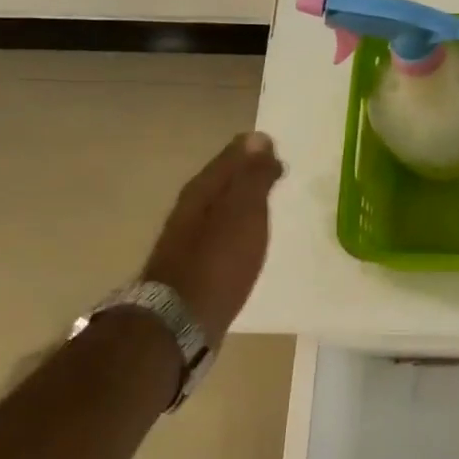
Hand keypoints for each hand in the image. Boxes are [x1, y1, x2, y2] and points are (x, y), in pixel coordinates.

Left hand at [142, 132, 284, 341]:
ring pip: (221, 207)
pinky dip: (237, 227)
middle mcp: (191, 209)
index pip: (231, 157)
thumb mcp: (244, 212)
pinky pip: (221, 233)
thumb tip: (259, 139)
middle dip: (247, 174)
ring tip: (266, 203)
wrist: (180, 319)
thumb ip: (253, 176)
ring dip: (242, 202)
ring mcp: (188, 238)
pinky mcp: (195, 265)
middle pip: (222, 181)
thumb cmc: (218, 261)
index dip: (254, 151)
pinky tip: (249, 238)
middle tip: (276, 172)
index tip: (278, 150)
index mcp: (203, 190)